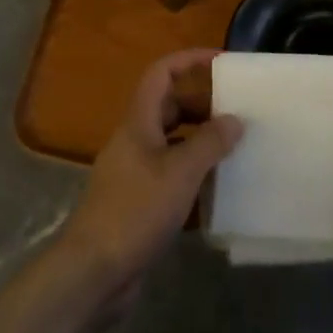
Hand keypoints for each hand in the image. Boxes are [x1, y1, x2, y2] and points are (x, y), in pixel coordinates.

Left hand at [54, 49, 241, 301]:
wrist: (93, 272)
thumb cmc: (136, 211)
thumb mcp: (180, 173)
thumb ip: (209, 143)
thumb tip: (234, 118)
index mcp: (139, 122)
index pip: (161, 74)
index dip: (189, 60)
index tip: (222, 61)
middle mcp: (134, 141)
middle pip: (169, 108)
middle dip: (203, 105)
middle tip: (238, 113)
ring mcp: (134, 174)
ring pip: (172, 145)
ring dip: (201, 143)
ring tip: (236, 149)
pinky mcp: (138, 204)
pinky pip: (170, 178)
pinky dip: (194, 179)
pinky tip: (219, 192)